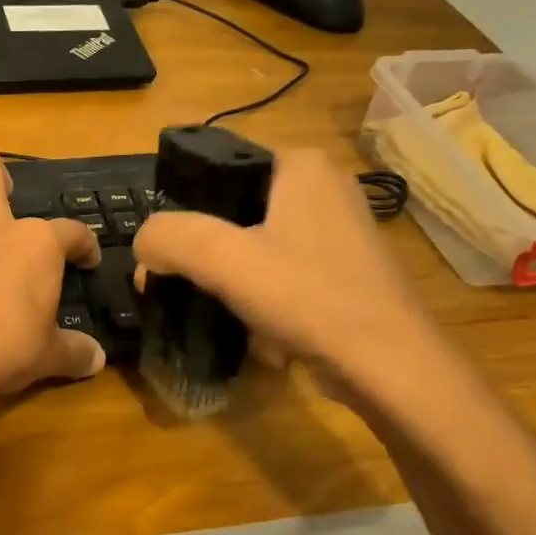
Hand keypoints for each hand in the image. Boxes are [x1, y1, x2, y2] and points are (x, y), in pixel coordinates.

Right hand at [133, 149, 449, 392]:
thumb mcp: (225, 260)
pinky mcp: (344, 272)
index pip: (216, 168)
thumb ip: (171, 238)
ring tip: (218, 312)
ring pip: (255, 247)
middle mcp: (323, 188)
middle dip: (204, 254)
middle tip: (181, 285)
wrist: (391, 368)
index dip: (181, 207)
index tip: (164, 250)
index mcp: (300, 166)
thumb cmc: (309, 298)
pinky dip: (263, 300)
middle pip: (232, 212)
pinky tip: (260, 333)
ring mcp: (338, 232)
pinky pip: (282, 275)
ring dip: (230, 282)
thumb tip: (144, 243)